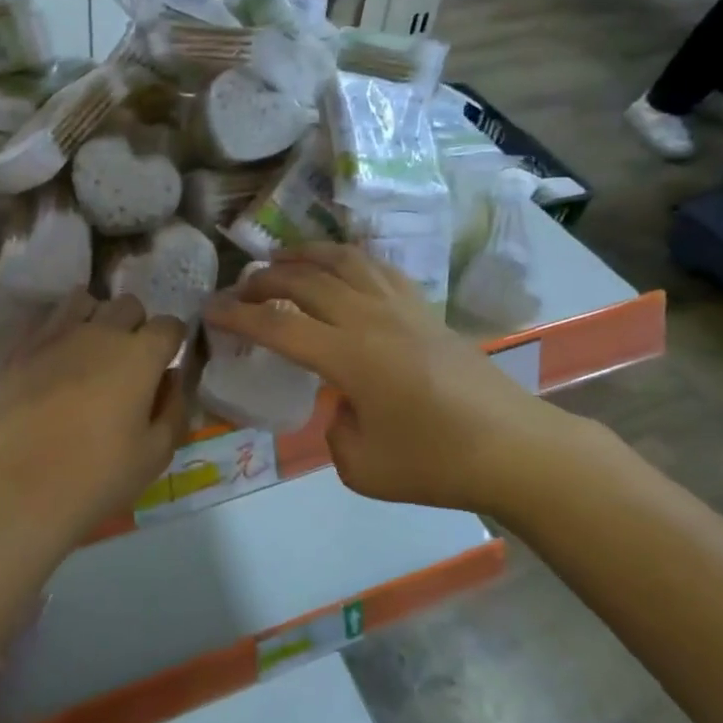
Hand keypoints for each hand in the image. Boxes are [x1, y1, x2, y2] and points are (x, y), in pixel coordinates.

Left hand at [0, 291, 188, 537]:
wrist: (19, 489)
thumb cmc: (98, 476)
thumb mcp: (156, 454)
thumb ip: (174, 408)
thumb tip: (173, 378)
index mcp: (140, 355)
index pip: (169, 325)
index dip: (173, 342)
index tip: (167, 364)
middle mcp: (100, 332)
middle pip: (128, 305)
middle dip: (136, 325)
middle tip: (130, 362)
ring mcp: (55, 335)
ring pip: (84, 301)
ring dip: (96, 317)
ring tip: (91, 350)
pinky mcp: (19, 349)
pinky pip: (46, 319)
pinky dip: (58, 329)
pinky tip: (56, 358)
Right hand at [204, 245, 585, 515]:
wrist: (513, 448)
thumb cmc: (436, 463)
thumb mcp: (362, 467)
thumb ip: (334, 429)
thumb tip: (340, 402)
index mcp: (349, 357)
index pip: (278, 326)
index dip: (238, 317)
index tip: (210, 310)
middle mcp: (370, 319)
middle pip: (305, 281)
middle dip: (263, 280)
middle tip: (238, 289)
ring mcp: (401, 307)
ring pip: (343, 261)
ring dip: (304, 255)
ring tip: (280, 259)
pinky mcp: (424, 308)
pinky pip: (377, 267)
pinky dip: (347, 258)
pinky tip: (338, 266)